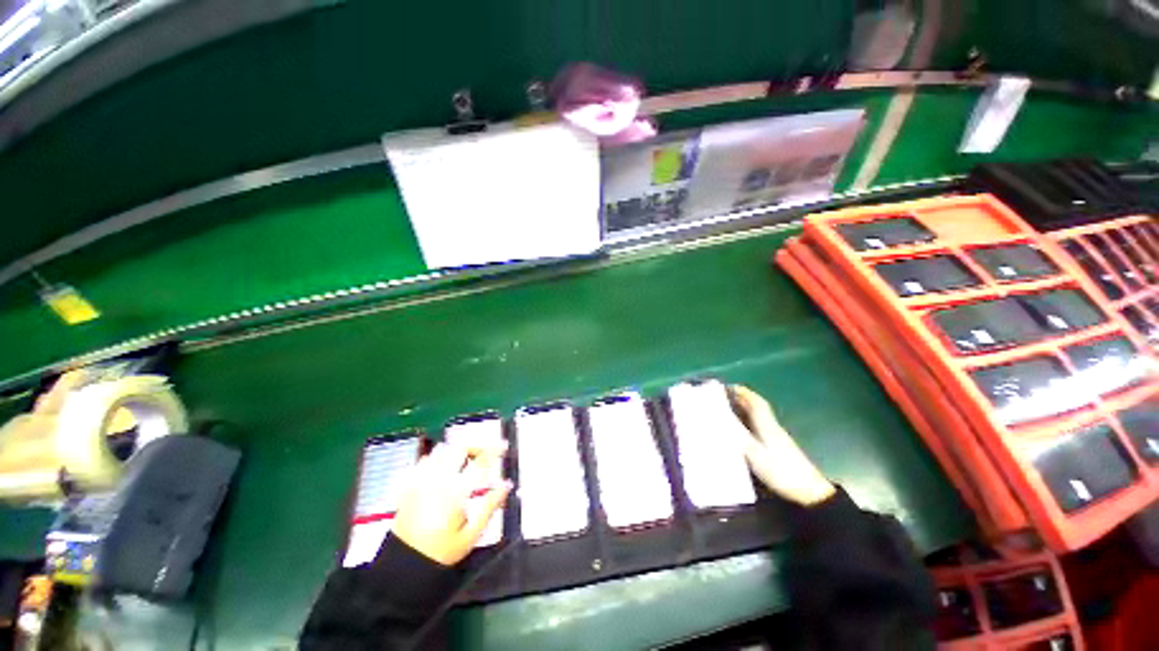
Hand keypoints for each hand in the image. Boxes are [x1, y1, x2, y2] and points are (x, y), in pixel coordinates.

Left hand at [392, 441, 511, 565]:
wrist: (403, 564)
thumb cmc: (441, 551)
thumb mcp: (471, 534)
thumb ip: (490, 506)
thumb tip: (507, 485)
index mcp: (456, 492)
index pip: (480, 462)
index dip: (494, 451)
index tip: (504, 446)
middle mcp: (438, 480)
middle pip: (460, 448)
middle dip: (475, 447)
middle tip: (484, 455)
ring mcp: (421, 480)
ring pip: (441, 450)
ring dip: (456, 451)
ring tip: (464, 461)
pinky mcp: (409, 484)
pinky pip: (424, 459)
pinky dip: (437, 458)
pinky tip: (442, 468)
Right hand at [728, 385, 834, 505]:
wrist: (810, 493)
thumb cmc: (782, 472)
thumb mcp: (755, 455)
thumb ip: (739, 436)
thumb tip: (721, 420)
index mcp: (767, 425)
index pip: (756, 402)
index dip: (743, 392)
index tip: (728, 386)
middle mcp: (772, 427)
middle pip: (757, 407)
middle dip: (741, 399)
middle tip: (723, 397)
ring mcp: (777, 437)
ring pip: (759, 417)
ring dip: (745, 410)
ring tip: (727, 410)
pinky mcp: (779, 448)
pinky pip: (760, 427)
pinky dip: (749, 422)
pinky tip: (742, 430)